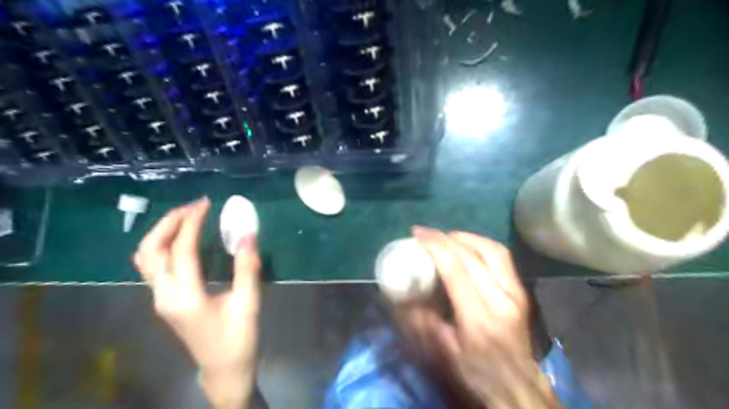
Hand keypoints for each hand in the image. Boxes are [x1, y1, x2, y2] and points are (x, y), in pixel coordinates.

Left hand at [132, 198, 261, 408]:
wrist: (224, 368)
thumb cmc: (239, 338)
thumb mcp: (248, 303)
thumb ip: (247, 267)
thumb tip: (248, 234)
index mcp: (185, 297)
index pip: (181, 250)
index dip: (192, 223)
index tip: (207, 203)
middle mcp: (164, 296)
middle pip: (150, 250)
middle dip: (169, 222)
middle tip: (195, 206)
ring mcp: (160, 298)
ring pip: (146, 257)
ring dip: (163, 232)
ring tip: (188, 217)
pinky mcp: (165, 299)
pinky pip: (153, 265)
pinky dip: (163, 244)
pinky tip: (183, 239)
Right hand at [402, 226, 558, 407]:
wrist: (518, 387)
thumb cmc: (478, 373)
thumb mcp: (443, 353)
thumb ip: (422, 321)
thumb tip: (404, 294)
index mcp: (478, 318)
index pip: (455, 269)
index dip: (435, 246)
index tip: (417, 234)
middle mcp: (501, 299)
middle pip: (472, 255)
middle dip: (445, 238)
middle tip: (425, 233)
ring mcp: (516, 293)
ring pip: (491, 249)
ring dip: (465, 237)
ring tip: (445, 236)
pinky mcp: (521, 290)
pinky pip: (501, 256)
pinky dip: (481, 244)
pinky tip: (467, 245)